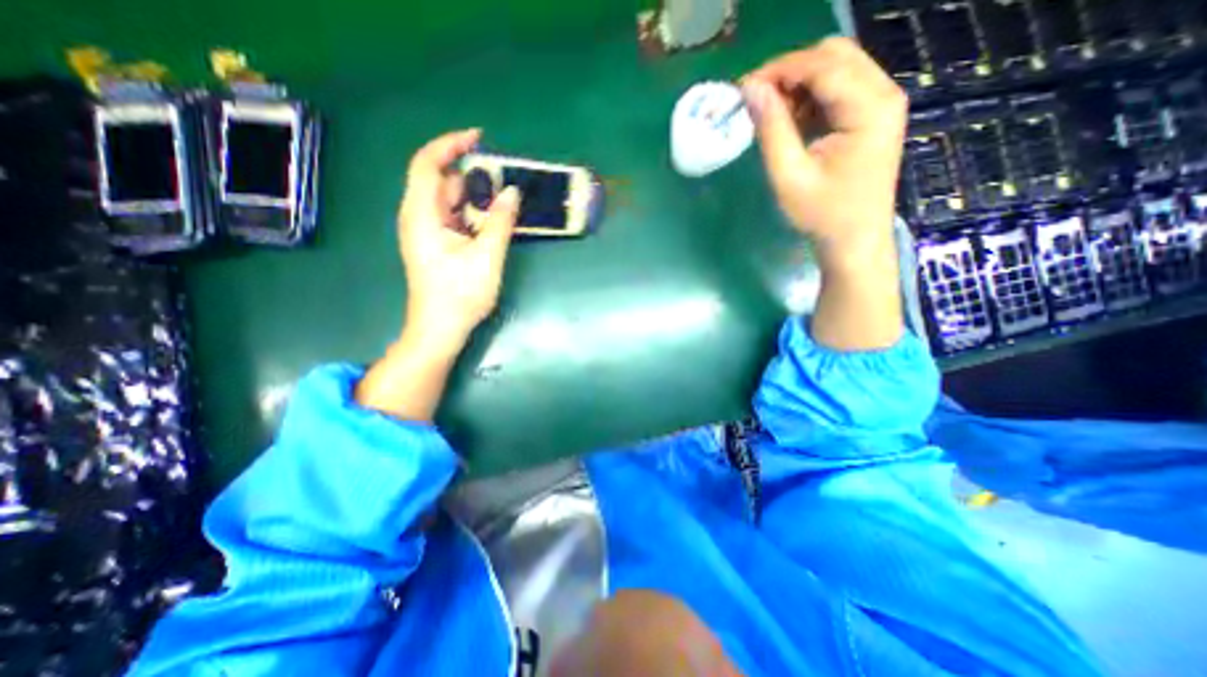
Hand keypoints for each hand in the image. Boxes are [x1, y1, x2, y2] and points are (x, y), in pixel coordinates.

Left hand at [397, 127, 518, 349]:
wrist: (440, 329)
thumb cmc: (460, 295)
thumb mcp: (487, 256)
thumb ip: (500, 221)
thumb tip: (513, 192)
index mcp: (422, 214)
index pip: (428, 164)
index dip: (451, 145)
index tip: (480, 139)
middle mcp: (418, 217)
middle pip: (441, 181)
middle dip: (472, 176)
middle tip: (505, 180)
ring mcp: (426, 231)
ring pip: (450, 201)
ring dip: (475, 198)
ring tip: (504, 202)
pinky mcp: (435, 244)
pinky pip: (453, 217)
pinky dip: (472, 214)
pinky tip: (492, 222)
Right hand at [747, 36, 904, 351]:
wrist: (854, 240)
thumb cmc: (821, 214)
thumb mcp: (789, 175)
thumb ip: (771, 129)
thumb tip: (751, 90)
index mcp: (868, 107)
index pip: (822, 65)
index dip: (779, 70)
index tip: (743, 89)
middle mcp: (884, 93)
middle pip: (834, 56)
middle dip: (789, 72)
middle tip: (756, 101)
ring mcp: (882, 103)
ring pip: (837, 69)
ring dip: (799, 86)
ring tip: (771, 117)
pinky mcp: (873, 115)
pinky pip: (839, 89)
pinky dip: (811, 98)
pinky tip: (792, 123)